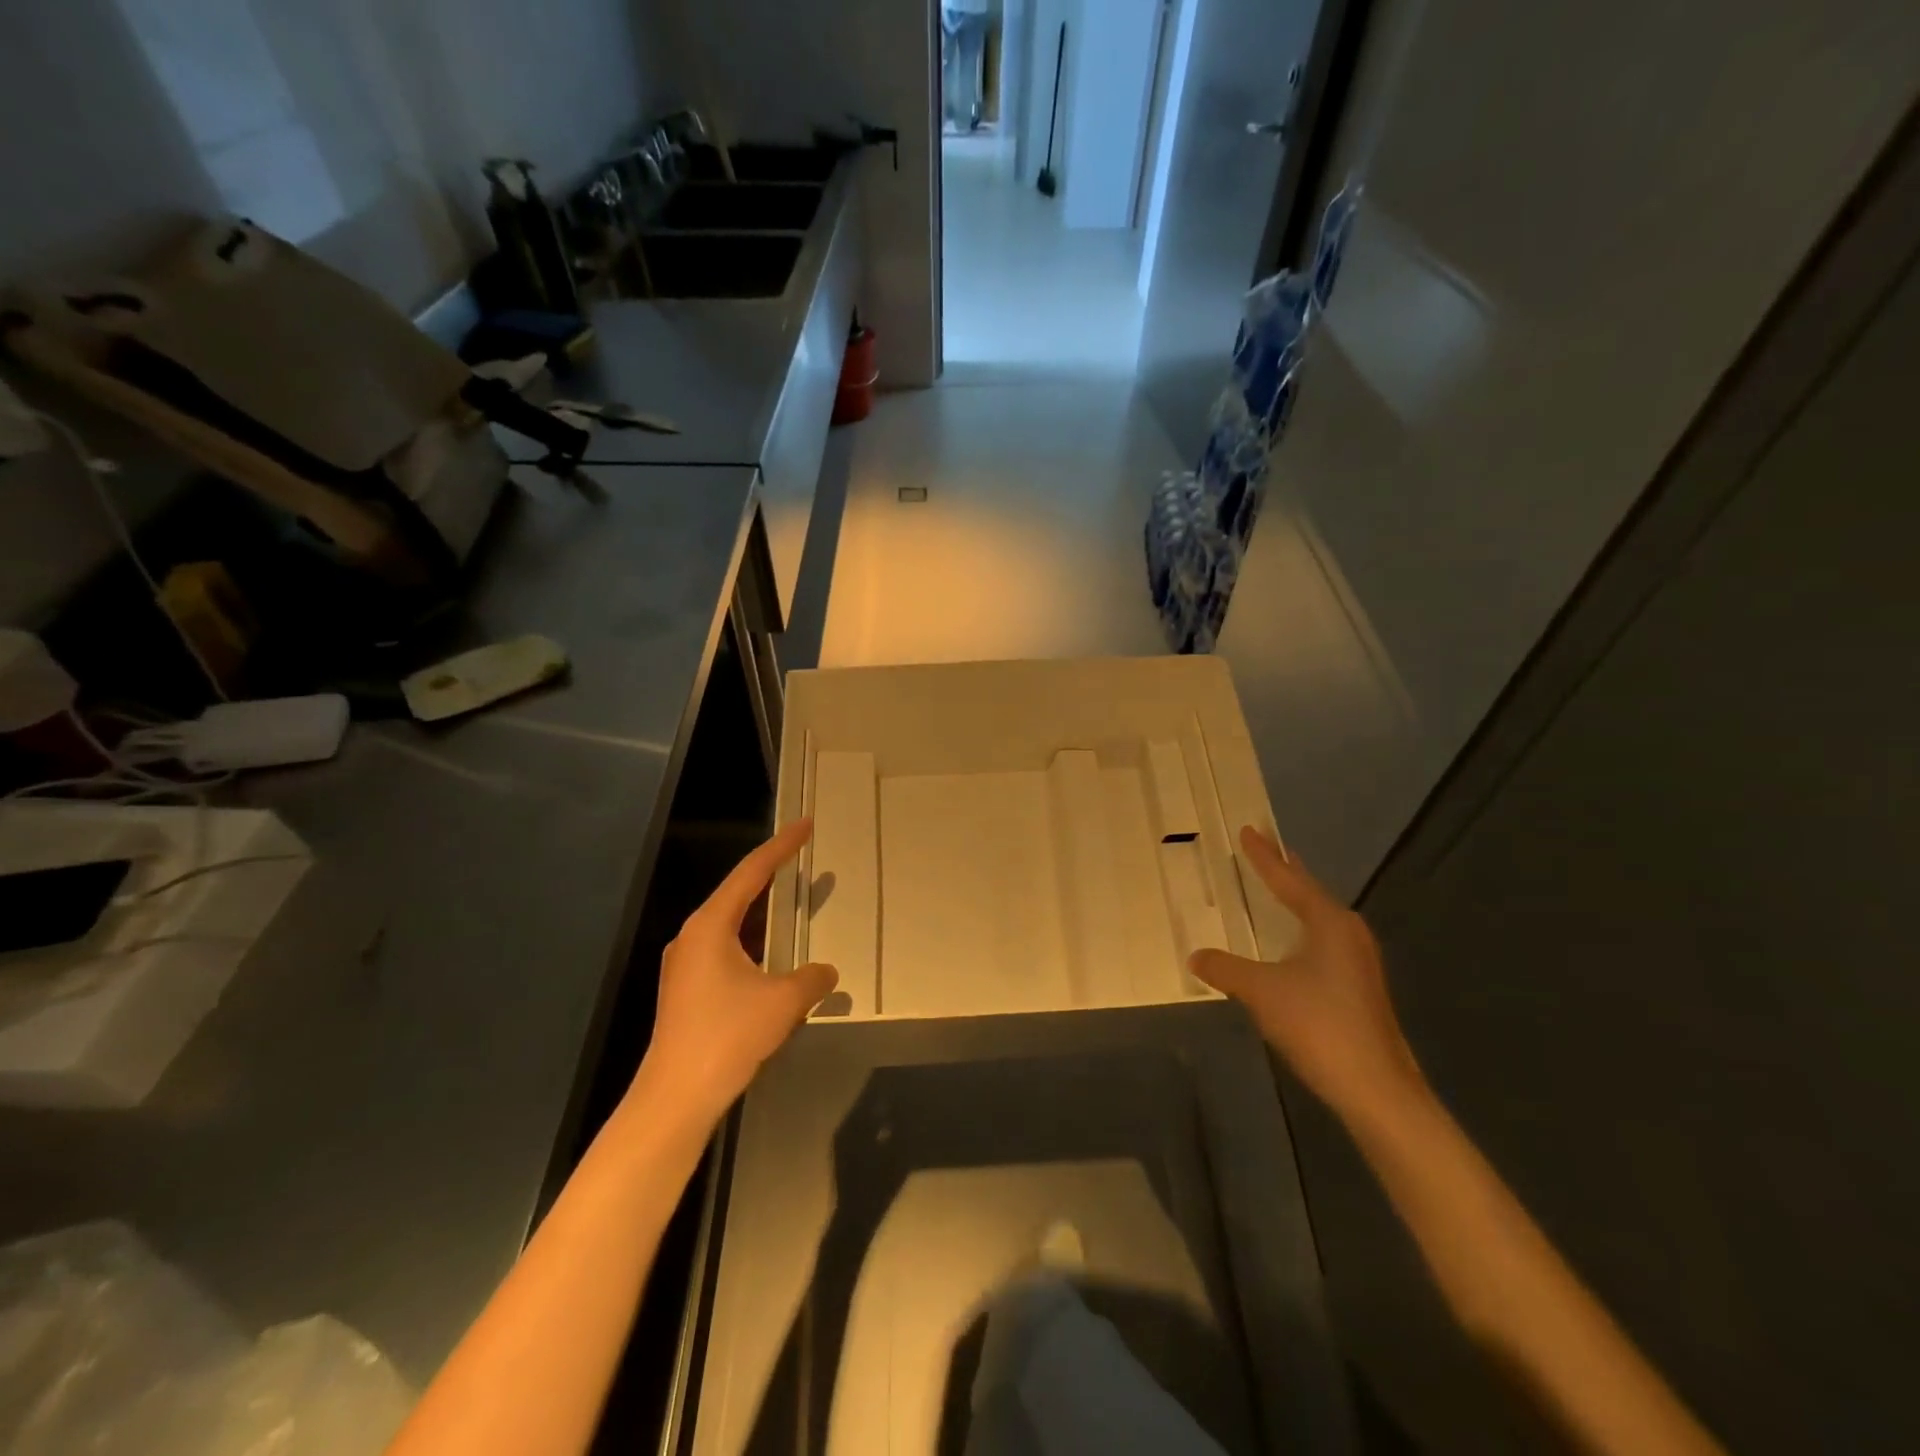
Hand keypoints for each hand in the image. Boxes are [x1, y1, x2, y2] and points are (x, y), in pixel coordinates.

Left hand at [638, 820, 838, 1124]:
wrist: (675, 1097)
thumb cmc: (728, 1036)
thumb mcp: (783, 1002)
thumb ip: (812, 979)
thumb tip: (826, 971)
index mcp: (711, 926)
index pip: (751, 872)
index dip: (782, 847)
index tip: (805, 825)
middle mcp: (692, 936)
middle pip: (738, 893)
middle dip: (771, 875)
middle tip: (802, 858)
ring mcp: (685, 964)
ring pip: (731, 923)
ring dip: (761, 912)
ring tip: (790, 902)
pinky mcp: (686, 990)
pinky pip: (725, 949)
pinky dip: (752, 941)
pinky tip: (771, 955)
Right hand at [1190, 826, 1427, 1126]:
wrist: (1376, 1088)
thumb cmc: (1318, 1024)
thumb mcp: (1261, 991)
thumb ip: (1225, 969)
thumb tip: (1196, 956)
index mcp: (1328, 922)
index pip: (1288, 879)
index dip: (1264, 856)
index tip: (1248, 830)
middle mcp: (1348, 933)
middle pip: (1309, 892)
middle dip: (1286, 870)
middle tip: (1267, 847)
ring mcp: (1358, 961)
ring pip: (1319, 917)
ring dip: (1296, 900)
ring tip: (1279, 884)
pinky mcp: (1358, 986)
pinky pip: (1322, 939)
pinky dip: (1302, 927)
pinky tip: (1292, 941)